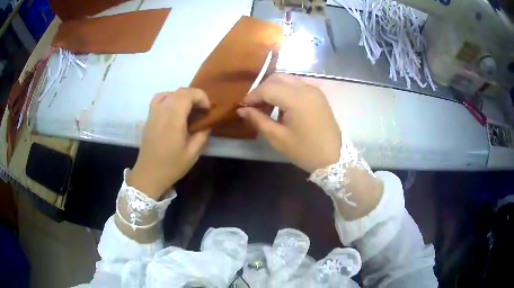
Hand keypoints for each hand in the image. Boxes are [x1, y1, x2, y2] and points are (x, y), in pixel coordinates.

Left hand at [128, 89, 210, 198]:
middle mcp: (162, 110)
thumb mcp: (192, 153)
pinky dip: (169, 98)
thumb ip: (202, 135)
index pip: (189, 94)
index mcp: (174, 117)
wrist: (148, 174)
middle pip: (180, 91)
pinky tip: (172, 109)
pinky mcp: (148, 117)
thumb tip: (206, 124)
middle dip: (194, 96)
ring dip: (182, 97)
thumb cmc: (171, 165)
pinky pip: (158, 99)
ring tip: (188, 109)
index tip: (207, 110)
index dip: (201, 97)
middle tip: (201, 110)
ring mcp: (153, 112)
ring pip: (169, 93)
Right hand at [237, 74, 340, 172]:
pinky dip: (285, 91)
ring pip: (287, 80)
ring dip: (273, 89)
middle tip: (254, 106)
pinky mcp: (318, 95)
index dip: (252, 96)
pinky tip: (281, 107)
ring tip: (266, 108)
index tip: (243, 107)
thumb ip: (258, 120)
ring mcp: (314, 90)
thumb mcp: (278, 138)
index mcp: (297, 99)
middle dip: (262, 90)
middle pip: (277, 78)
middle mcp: (306, 88)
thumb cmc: (306, 151)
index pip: (267, 88)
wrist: (334, 158)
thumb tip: (242, 110)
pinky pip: (297, 86)